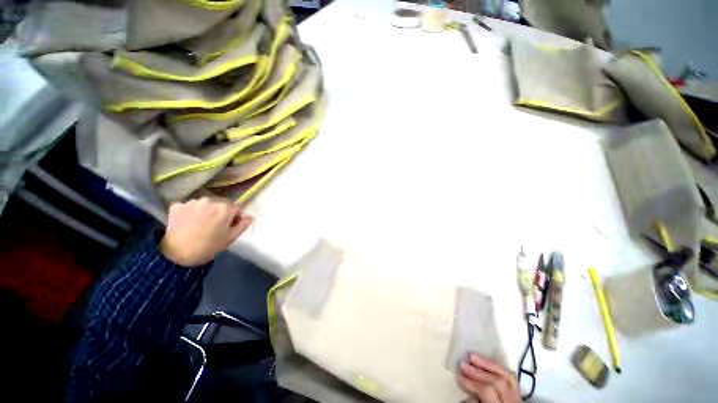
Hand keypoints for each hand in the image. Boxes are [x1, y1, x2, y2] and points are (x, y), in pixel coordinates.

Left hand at [160, 197, 252, 266]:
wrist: (177, 252)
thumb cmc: (206, 249)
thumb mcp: (227, 241)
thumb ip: (240, 227)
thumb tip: (249, 217)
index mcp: (224, 208)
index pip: (235, 208)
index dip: (233, 219)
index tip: (227, 229)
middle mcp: (208, 199)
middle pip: (217, 204)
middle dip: (217, 214)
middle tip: (211, 230)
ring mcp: (192, 201)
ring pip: (201, 205)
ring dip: (202, 213)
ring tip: (196, 229)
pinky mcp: (178, 204)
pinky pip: (186, 208)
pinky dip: (187, 214)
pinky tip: (185, 226)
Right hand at [458, 354, 520, 402]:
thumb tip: (468, 397)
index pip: (487, 391)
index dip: (472, 382)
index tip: (458, 375)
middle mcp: (512, 400)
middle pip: (498, 381)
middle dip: (479, 371)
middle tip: (463, 363)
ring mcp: (518, 397)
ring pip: (508, 376)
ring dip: (490, 365)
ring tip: (475, 358)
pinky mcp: (518, 394)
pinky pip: (512, 378)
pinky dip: (500, 370)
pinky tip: (490, 366)